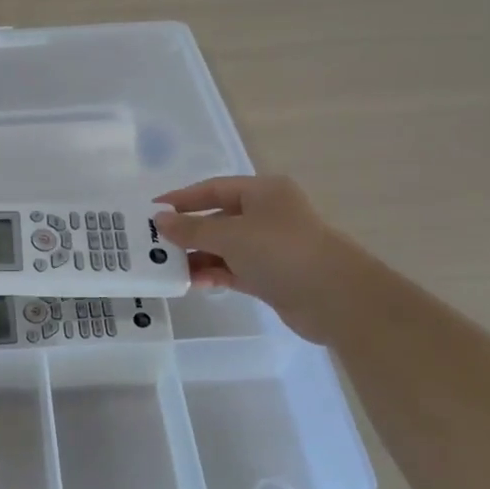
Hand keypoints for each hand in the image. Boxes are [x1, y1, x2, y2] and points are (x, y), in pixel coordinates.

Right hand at [153, 176, 351, 342]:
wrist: (337, 299)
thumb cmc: (281, 252)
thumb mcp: (230, 235)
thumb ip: (191, 229)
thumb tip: (159, 220)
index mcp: (262, 192)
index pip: (212, 189)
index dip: (181, 199)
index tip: (152, 211)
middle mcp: (267, 215)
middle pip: (217, 218)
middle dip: (187, 232)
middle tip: (154, 245)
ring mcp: (271, 247)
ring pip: (225, 247)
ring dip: (198, 257)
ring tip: (168, 269)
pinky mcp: (272, 276)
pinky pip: (234, 270)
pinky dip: (214, 274)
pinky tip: (192, 284)